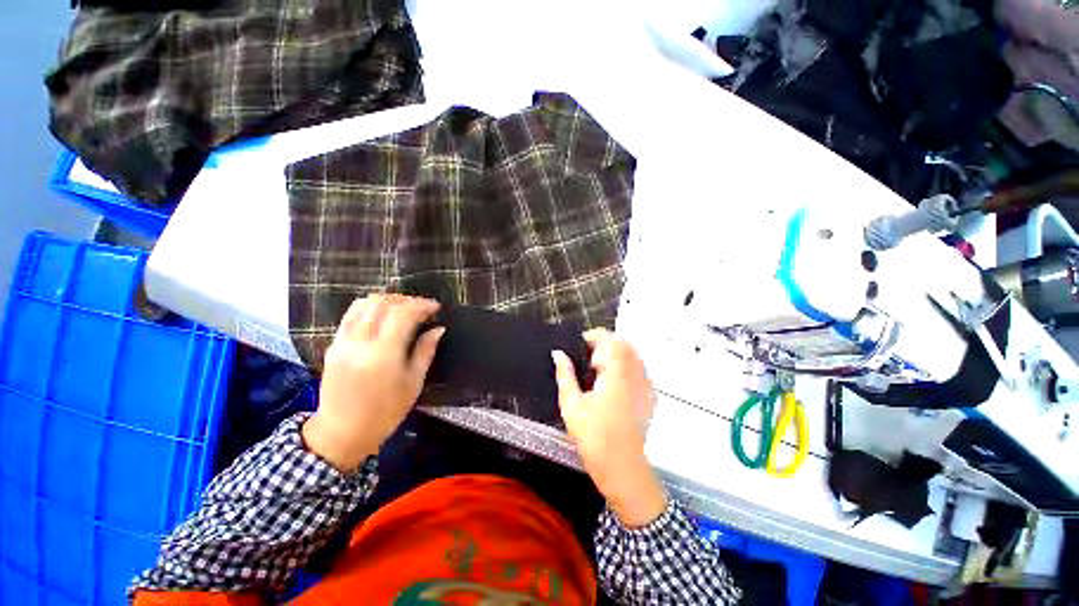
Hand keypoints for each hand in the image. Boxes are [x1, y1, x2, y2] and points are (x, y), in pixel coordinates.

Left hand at [303, 294, 444, 471]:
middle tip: (421, 307)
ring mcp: (343, 342)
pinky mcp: (333, 345)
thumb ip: (425, 351)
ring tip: (403, 308)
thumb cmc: (385, 413)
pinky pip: (351, 315)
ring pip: (363, 304)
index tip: (436, 307)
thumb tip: (438, 329)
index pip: (403, 314)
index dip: (422, 305)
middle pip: (382, 303)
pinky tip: (383, 316)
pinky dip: (370, 308)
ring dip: (387, 300)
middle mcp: (360, 343)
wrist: (341, 433)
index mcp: (384, 354)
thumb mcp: (413, 383)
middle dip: (406, 299)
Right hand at [552, 328, 666, 526]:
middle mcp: (636, 376)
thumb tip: (558, 354)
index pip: (613, 341)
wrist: (622, 468)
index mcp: (617, 375)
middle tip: (587, 355)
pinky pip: (639, 370)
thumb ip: (565, 375)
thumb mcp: (571, 404)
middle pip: (625, 345)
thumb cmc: (593, 436)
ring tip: (597, 369)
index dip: (597, 335)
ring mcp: (646, 387)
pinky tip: (612, 382)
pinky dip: (625, 366)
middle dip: (606, 344)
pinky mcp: (650, 397)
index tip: (583, 341)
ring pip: (633, 356)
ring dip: (616, 355)